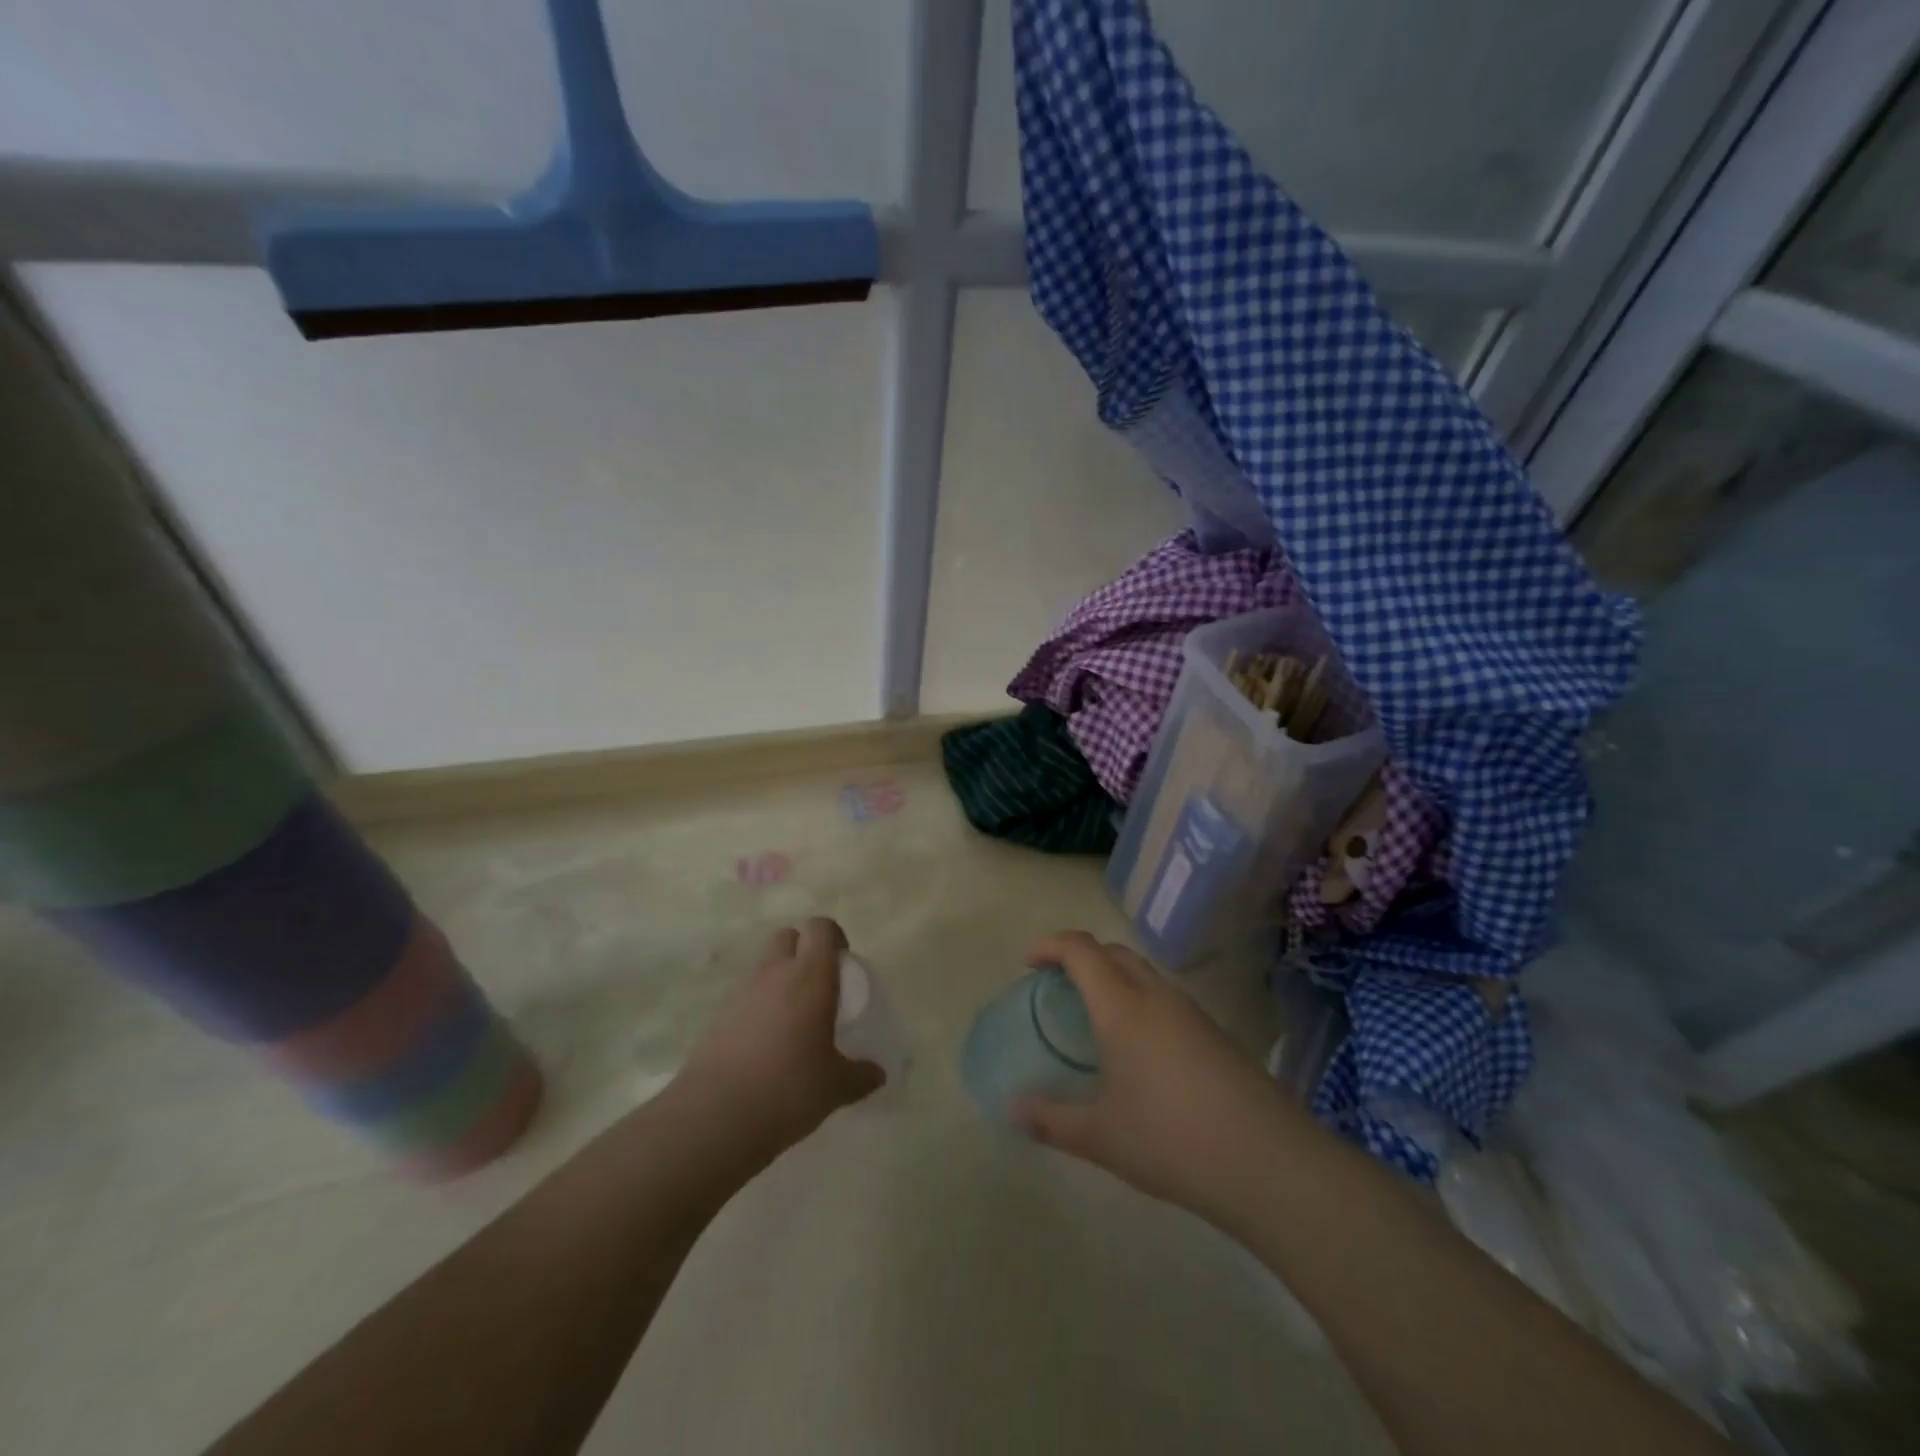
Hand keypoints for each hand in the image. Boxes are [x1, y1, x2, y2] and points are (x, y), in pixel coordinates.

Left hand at [676, 918, 884, 1161]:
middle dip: (804, 951)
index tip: (844, 964)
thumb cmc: (788, 1089)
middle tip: (820, 987)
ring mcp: (742, 994)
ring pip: (765, 967)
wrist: (714, 1117)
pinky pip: (746, 998)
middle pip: (788, 937)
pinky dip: (760, 1008)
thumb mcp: (836, 1087)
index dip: (834, 938)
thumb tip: (878, 1074)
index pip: (820, 928)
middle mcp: (775, 974)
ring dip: (780, 980)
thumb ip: (860, 1075)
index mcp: (810, 976)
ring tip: (795, 1022)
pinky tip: (768, 1046)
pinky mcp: (718, 1018)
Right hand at [1014, 932, 1296, 1224]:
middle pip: (1113, 952)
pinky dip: (1139, 1002)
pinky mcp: (1215, 1033)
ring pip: (1143, 973)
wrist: (1270, 1163)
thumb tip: (1013, 1109)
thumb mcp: (1101, 1136)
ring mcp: (1191, 1012)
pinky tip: (1138, 1049)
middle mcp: (1156, 995)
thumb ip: (1051, 1120)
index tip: (1029, 963)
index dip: (1051, 946)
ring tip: (1094, 1018)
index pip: (1081, 949)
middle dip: (1081, 957)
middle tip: (1058, 986)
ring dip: (1113, 978)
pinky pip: (1165, 998)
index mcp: (1121, 1006)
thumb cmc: (1171, 1140)